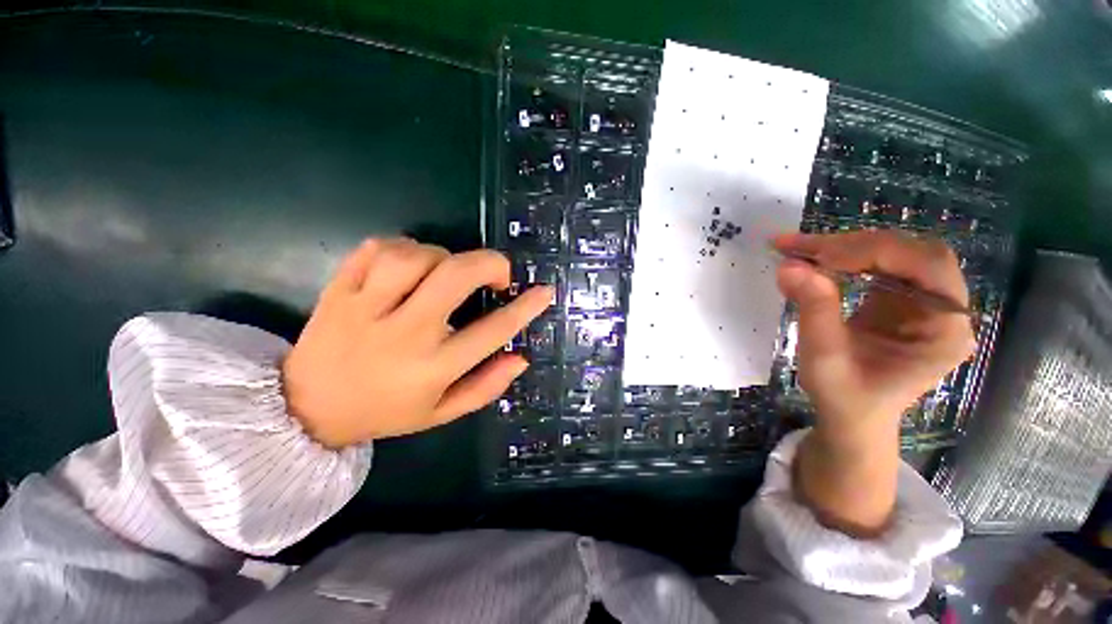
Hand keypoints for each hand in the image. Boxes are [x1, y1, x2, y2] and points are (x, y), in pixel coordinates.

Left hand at [281, 238, 551, 447]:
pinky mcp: (337, 291)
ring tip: (446, 272)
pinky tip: (409, 265)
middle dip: (489, 264)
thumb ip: (486, 386)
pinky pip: (375, 249)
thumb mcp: (442, 412)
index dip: (525, 308)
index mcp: (433, 368)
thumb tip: (520, 357)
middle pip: (455, 277)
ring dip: (443, 255)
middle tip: (497, 273)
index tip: (544, 291)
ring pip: (414, 256)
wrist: (307, 409)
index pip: (493, 331)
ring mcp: (365, 309)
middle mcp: (404, 334)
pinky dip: (402, 247)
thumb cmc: (385, 412)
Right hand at [773, 230, 975, 533]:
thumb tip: (789, 266)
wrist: (852, 415)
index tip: (816, 256)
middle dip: (854, 245)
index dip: (873, 252)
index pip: (926, 266)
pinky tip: (815, 259)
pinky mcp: (900, 299)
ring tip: (799, 250)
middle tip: (800, 248)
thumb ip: (814, 310)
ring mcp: (924, 301)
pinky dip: (842, 257)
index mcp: (944, 330)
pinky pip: (877, 264)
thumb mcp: (825, 359)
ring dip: (844, 247)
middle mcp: (945, 309)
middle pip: (910, 252)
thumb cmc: (845, 397)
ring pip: (893, 253)